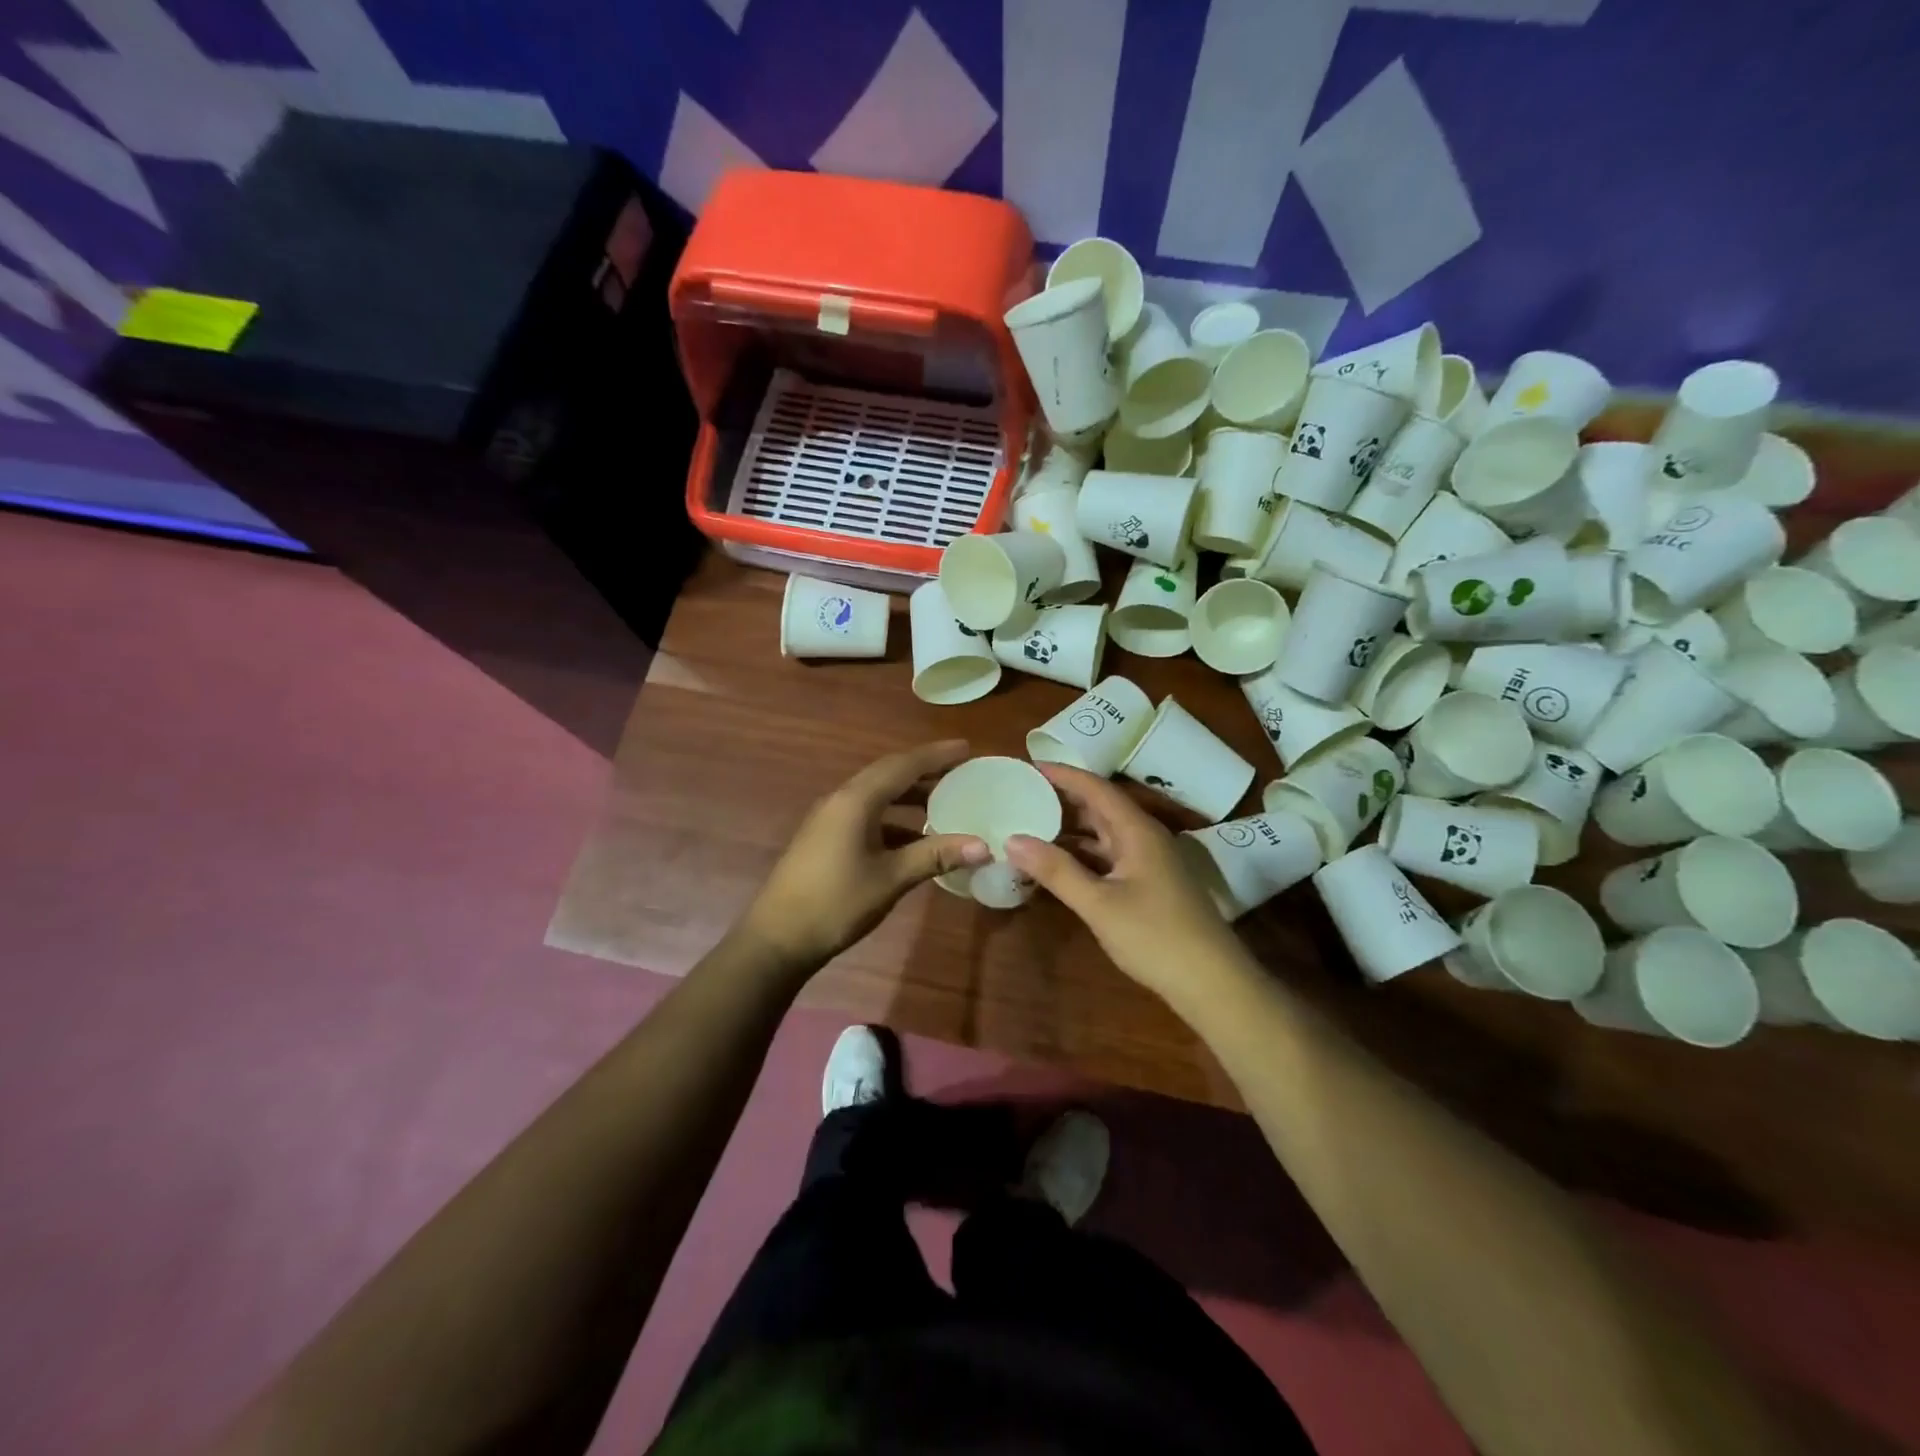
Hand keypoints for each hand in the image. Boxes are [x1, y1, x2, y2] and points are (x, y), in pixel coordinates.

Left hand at [737, 741, 990, 972]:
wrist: (778, 938)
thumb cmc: (837, 903)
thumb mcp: (891, 878)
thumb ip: (935, 856)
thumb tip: (983, 846)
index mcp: (856, 801)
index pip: (903, 766)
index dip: (936, 756)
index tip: (967, 748)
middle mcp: (841, 800)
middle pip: (889, 774)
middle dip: (925, 771)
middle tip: (960, 772)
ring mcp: (830, 819)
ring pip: (877, 795)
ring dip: (909, 795)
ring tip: (944, 801)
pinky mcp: (826, 838)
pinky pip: (866, 814)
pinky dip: (894, 817)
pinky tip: (914, 837)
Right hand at [1007, 764, 1252, 1009]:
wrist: (1212, 983)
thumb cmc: (1155, 937)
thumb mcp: (1099, 904)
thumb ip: (1056, 871)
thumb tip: (1012, 839)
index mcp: (1137, 831)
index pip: (1096, 788)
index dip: (1064, 774)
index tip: (1029, 765)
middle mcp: (1144, 838)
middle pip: (1100, 808)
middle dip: (1063, 799)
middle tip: (1023, 795)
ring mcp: (1149, 863)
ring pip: (1104, 835)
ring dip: (1071, 830)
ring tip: (1032, 825)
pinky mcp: (1149, 885)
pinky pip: (1109, 858)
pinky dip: (1082, 855)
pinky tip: (1058, 864)